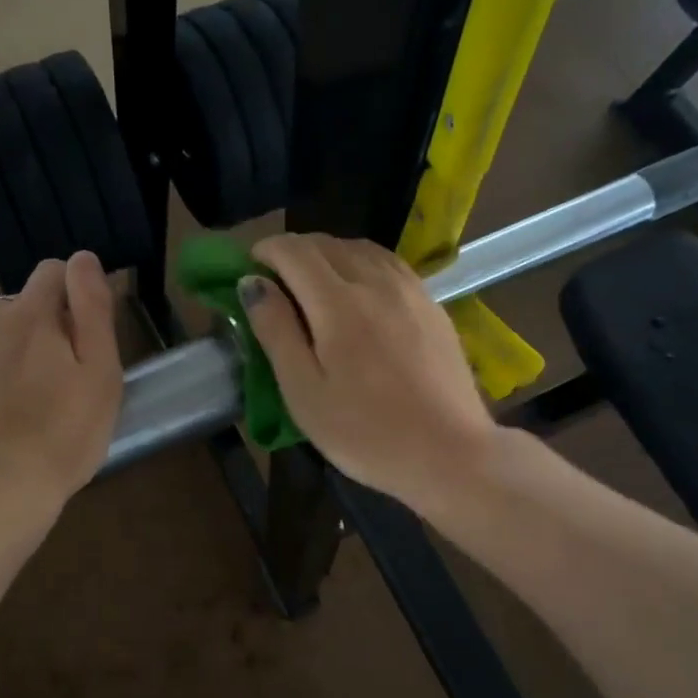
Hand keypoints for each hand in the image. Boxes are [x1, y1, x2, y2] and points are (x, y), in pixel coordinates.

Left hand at [0, 253, 122, 509]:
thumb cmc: (61, 436)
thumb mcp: (100, 375)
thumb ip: (92, 310)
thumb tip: (82, 257)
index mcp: (27, 316)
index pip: (51, 274)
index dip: (70, 299)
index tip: (78, 342)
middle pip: (12, 314)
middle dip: (31, 338)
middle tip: (48, 393)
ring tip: (10, 420)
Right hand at [239, 234, 501, 510]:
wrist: (449, 453)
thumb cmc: (365, 433)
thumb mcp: (304, 392)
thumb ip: (276, 331)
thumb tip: (252, 284)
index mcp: (338, 302)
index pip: (294, 251)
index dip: (265, 251)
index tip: (248, 271)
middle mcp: (376, 281)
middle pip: (327, 244)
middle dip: (293, 253)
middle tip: (276, 284)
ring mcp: (410, 290)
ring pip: (361, 249)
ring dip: (329, 256)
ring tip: (314, 287)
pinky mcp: (432, 304)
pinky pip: (388, 265)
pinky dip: (361, 265)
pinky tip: (358, 294)